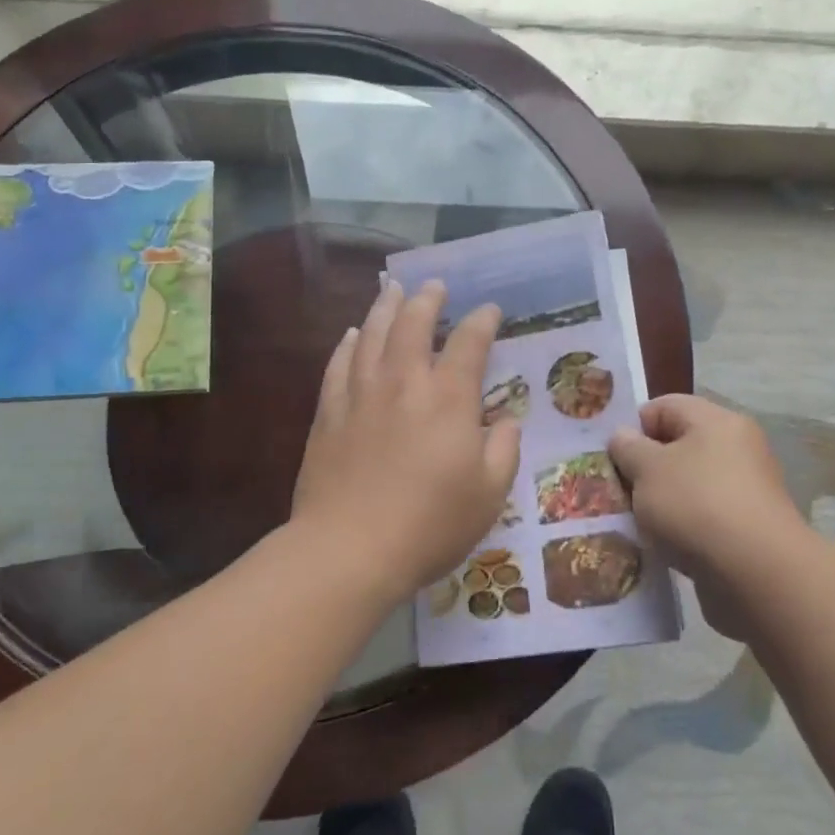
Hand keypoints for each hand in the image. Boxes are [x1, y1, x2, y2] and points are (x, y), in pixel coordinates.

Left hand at [292, 279, 520, 603]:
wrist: (349, 548)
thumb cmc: (430, 525)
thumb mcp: (489, 494)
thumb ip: (503, 449)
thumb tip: (506, 419)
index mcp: (448, 399)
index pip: (469, 343)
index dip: (482, 321)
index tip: (489, 310)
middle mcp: (403, 383)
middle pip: (413, 324)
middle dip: (427, 299)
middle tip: (434, 286)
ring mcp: (360, 395)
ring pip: (372, 335)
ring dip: (385, 308)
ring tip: (391, 289)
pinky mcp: (328, 414)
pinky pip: (338, 365)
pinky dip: (347, 344)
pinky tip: (352, 334)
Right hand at [608, 395, 809, 638]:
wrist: (757, 575)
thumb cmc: (696, 506)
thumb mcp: (647, 469)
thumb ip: (628, 448)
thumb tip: (623, 437)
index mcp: (716, 421)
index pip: (664, 406)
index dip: (633, 427)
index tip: (612, 457)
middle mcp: (736, 448)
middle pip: (676, 446)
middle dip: (643, 468)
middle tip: (616, 490)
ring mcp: (745, 490)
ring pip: (687, 484)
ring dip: (659, 501)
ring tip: (635, 522)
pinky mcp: (747, 528)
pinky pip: (702, 517)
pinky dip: (680, 527)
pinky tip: (661, 546)